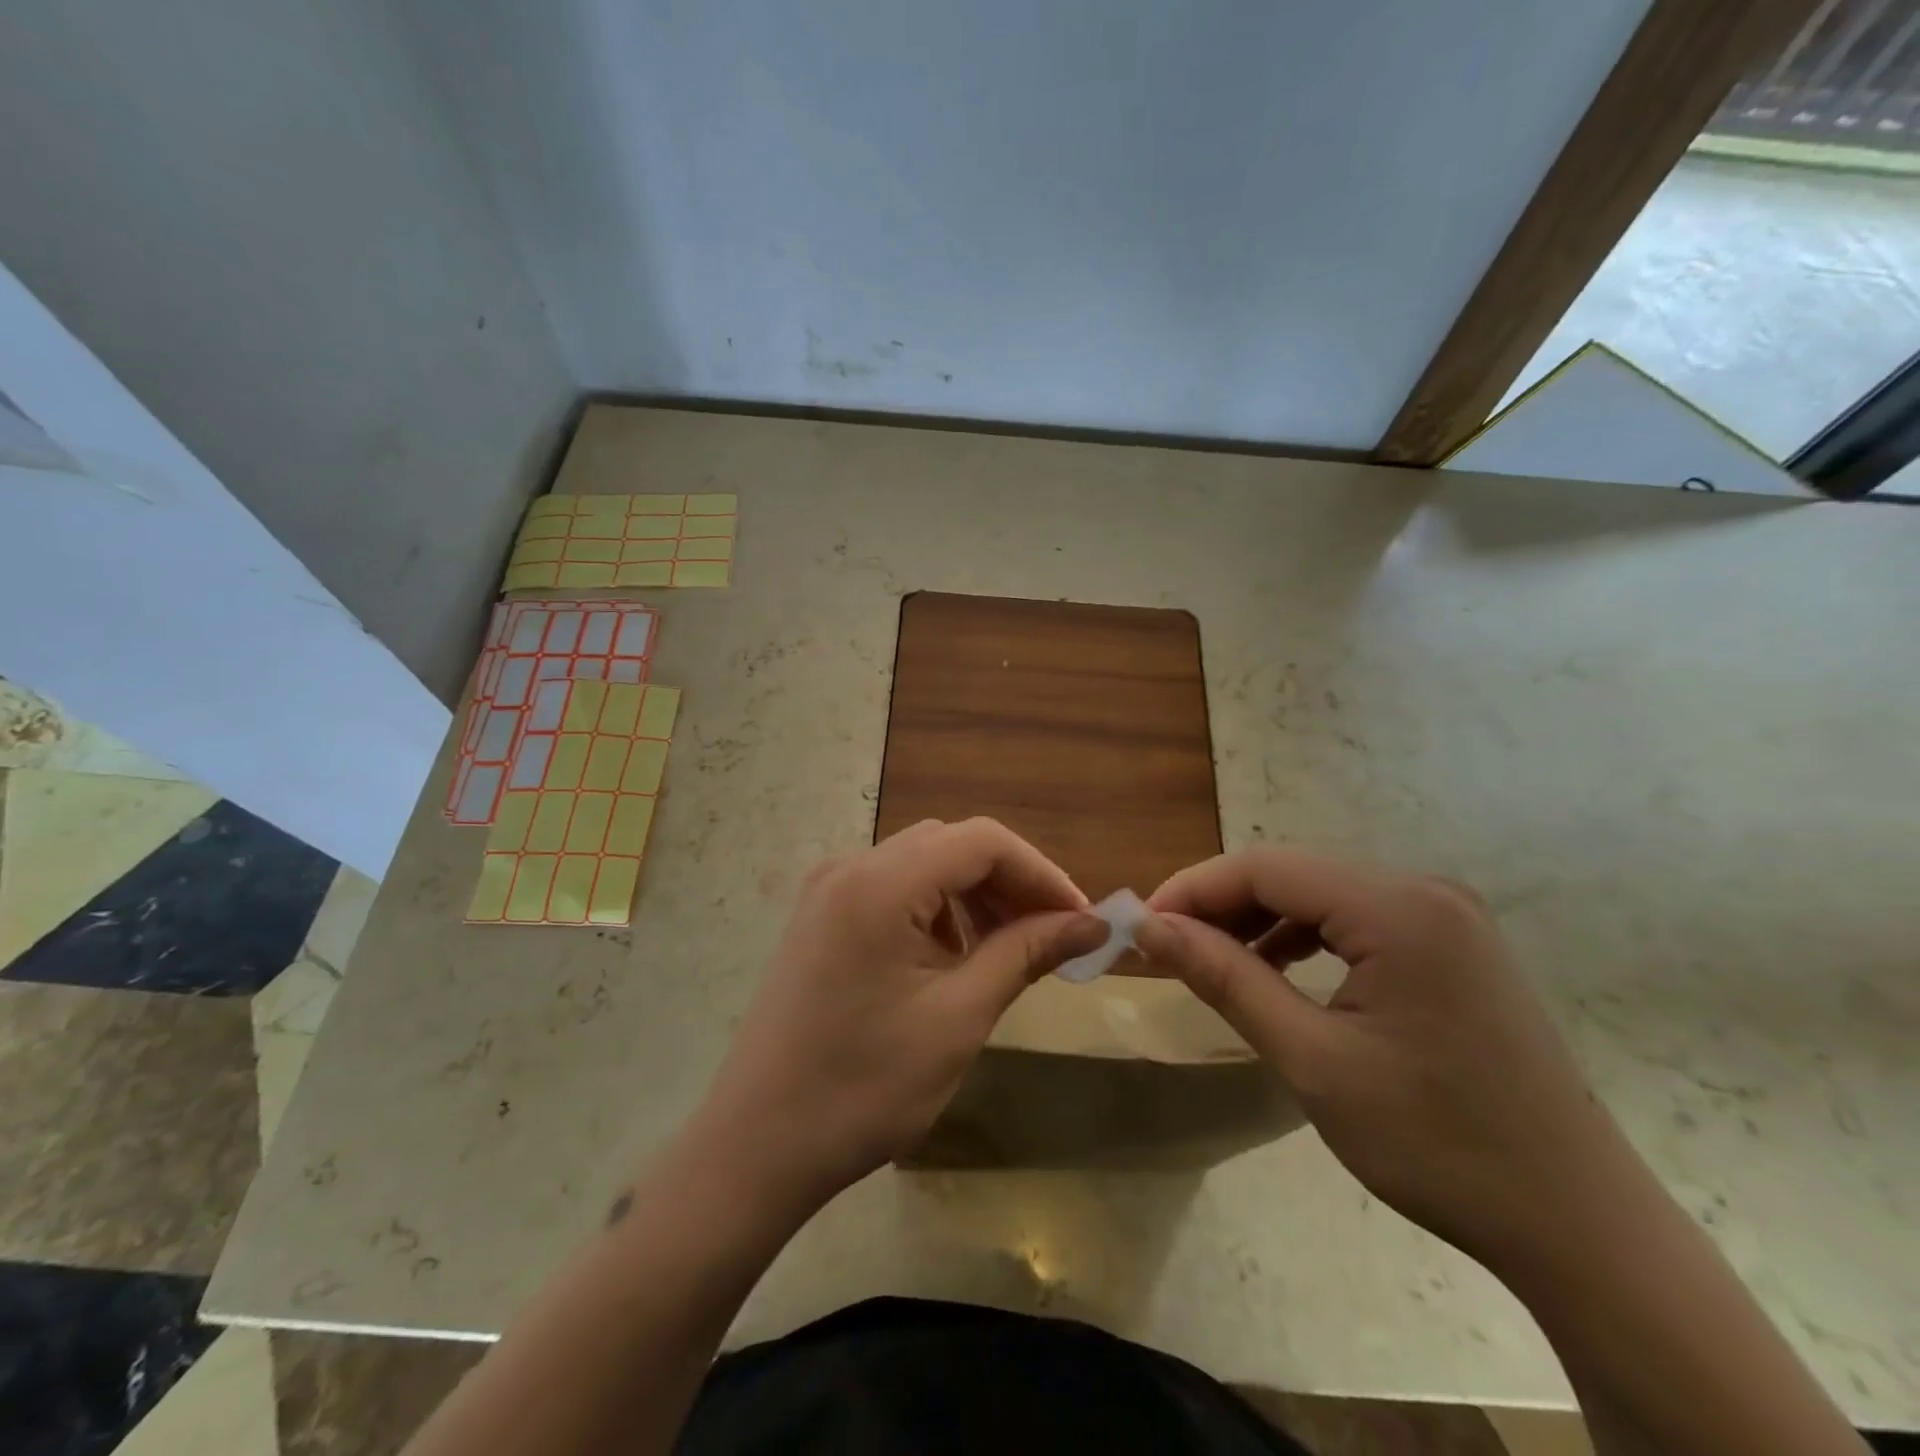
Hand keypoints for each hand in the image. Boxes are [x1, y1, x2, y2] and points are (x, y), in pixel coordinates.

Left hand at [694, 818, 1104, 1208]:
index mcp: (879, 883)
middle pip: (952, 844)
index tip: (1081, 921)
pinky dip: (935, 909)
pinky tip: (951, 957)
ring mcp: (827, 890)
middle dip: (1010, 883)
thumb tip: (1091, 925)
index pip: (982, 841)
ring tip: (1008, 949)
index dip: (1041, 873)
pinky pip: (892, 888)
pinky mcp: (819, 917)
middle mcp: (849, 867)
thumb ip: (1024, 954)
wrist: (755, 1147)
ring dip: (974, 895)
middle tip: (1052, 937)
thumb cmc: (862, 1089)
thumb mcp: (958, 1019)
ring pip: (923, 863)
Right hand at [1137, 847, 1632, 1269]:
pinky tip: (1277, 971)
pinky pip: (1355, 919)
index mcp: (1397, 908)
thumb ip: (1225, 978)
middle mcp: (1424, 891)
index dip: (1192, 890)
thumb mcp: (1312, 1059)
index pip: (1264, 867)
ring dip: (1258, 921)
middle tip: (1165, 951)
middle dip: (1220, 907)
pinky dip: (1303, 937)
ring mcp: (1446, 916)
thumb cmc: (1437, 1144)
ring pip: (1321, 895)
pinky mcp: (1453, 945)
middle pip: (1291, 875)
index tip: (1140, 929)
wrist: (1578, 1225)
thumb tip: (1149, 928)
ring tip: (1212, 963)